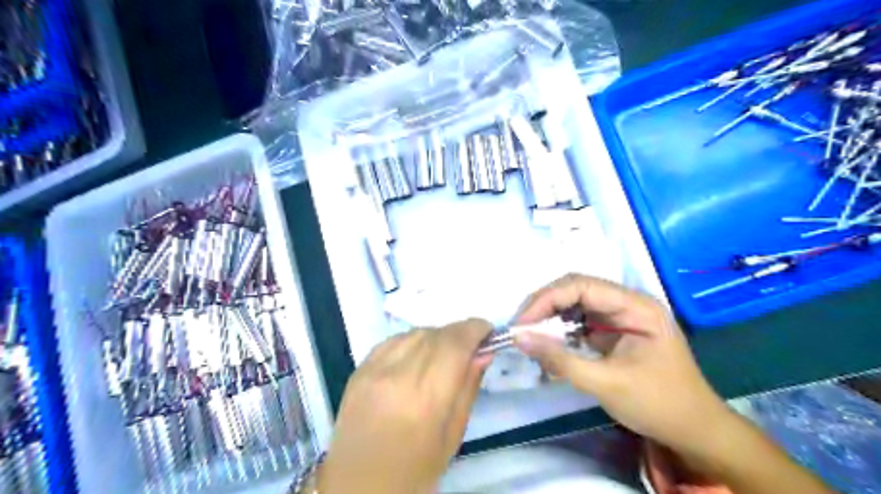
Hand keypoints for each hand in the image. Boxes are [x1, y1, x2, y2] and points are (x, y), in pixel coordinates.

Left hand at [318, 318, 494, 491]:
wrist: (357, 485)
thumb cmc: (414, 470)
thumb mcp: (452, 436)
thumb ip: (468, 388)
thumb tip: (483, 353)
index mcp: (426, 399)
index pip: (455, 344)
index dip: (475, 329)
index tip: (488, 330)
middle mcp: (398, 376)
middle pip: (436, 334)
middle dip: (459, 332)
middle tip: (471, 344)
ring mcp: (374, 369)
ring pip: (415, 333)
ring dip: (436, 336)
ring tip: (444, 353)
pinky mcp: (359, 369)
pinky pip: (393, 340)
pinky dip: (412, 341)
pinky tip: (417, 356)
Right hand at [518, 273, 729, 454]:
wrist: (695, 432)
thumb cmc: (659, 405)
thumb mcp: (607, 384)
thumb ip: (561, 360)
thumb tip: (519, 338)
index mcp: (636, 306)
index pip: (581, 285)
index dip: (547, 299)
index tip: (522, 323)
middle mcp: (627, 303)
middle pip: (575, 290)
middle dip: (545, 307)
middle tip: (521, 330)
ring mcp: (620, 317)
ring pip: (574, 305)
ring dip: (551, 319)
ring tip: (531, 338)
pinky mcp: (613, 332)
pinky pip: (579, 322)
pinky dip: (561, 333)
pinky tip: (550, 347)